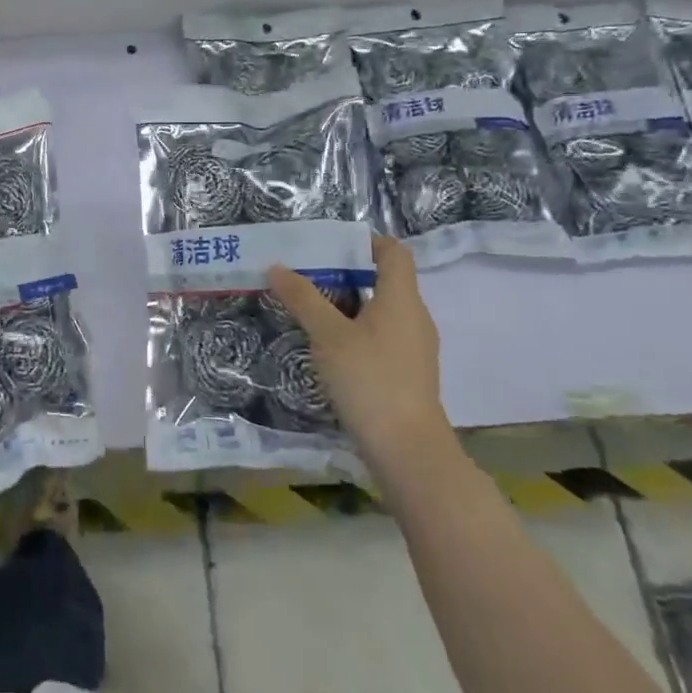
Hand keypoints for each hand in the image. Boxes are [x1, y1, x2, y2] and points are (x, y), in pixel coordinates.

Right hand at [267, 236, 447, 448]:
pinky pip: (381, 336)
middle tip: (306, 276)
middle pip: (384, 280)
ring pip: (381, 311)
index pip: (394, 251)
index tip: (329, 246)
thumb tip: (277, 266)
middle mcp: (414, 317)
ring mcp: (414, 348)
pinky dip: (356, 331)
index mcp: (402, 299)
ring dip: (348, 305)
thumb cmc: (369, 380)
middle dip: (345, 274)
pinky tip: (328, 348)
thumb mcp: (328, 335)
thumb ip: (303, 298)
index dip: (365, 242)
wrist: (407, 450)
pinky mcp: (407, 373)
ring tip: (310, 310)